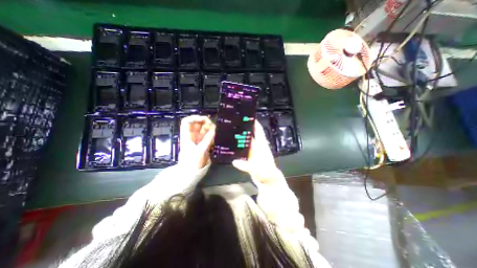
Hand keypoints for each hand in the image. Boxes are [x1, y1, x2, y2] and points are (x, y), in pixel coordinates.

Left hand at [179, 116, 215, 168]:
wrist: (190, 173)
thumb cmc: (192, 162)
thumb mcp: (200, 150)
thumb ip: (207, 139)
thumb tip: (214, 130)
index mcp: (186, 136)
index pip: (187, 122)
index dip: (195, 118)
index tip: (204, 119)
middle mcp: (191, 136)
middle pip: (196, 124)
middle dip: (204, 122)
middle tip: (213, 125)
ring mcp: (196, 140)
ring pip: (202, 130)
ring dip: (209, 128)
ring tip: (215, 130)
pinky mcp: (201, 144)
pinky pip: (206, 136)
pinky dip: (210, 134)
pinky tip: (214, 135)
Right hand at [233, 121, 279, 185]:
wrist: (268, 179)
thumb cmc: (266, 172)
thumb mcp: (257, 170)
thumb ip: (246, 166)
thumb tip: (234, 161)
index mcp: (262, 145)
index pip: (259, 131)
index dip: (255, 124)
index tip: (248, 116)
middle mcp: (257, 145)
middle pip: (251, 134)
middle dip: (244, 128)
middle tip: (234, 122)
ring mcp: (253, 150)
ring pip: (246, 140)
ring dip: (240, 136)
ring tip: (230, 131)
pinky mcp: (250, 155)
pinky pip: (243, 147)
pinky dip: (238, 145)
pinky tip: (231, 143)